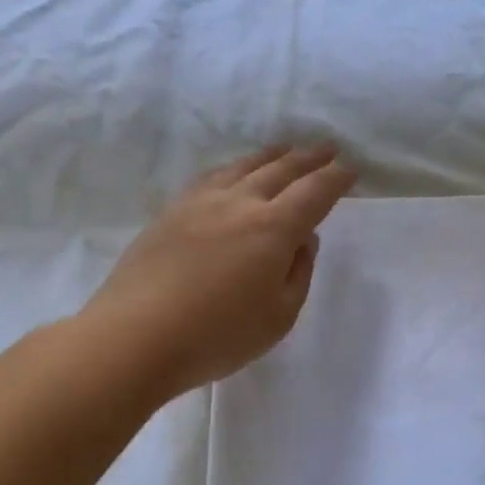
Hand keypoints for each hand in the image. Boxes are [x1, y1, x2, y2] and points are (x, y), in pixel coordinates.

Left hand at [86, 145, 357, 398]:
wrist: (134, 336)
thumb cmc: (216, 336)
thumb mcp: (278, 317)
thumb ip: (298, 273)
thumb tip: (302, 239)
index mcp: (273, 228)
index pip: (314, 192)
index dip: (336, 178)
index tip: (350, 169)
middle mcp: (240, 202)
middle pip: (281, 169)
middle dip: (309, 158)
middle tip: (327, 148)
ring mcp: (201, 202)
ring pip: (244, 166)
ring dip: (271, 156)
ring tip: (285, 150)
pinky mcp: (171, 211)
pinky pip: (213, 176)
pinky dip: (235, 168)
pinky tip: (234, 172)